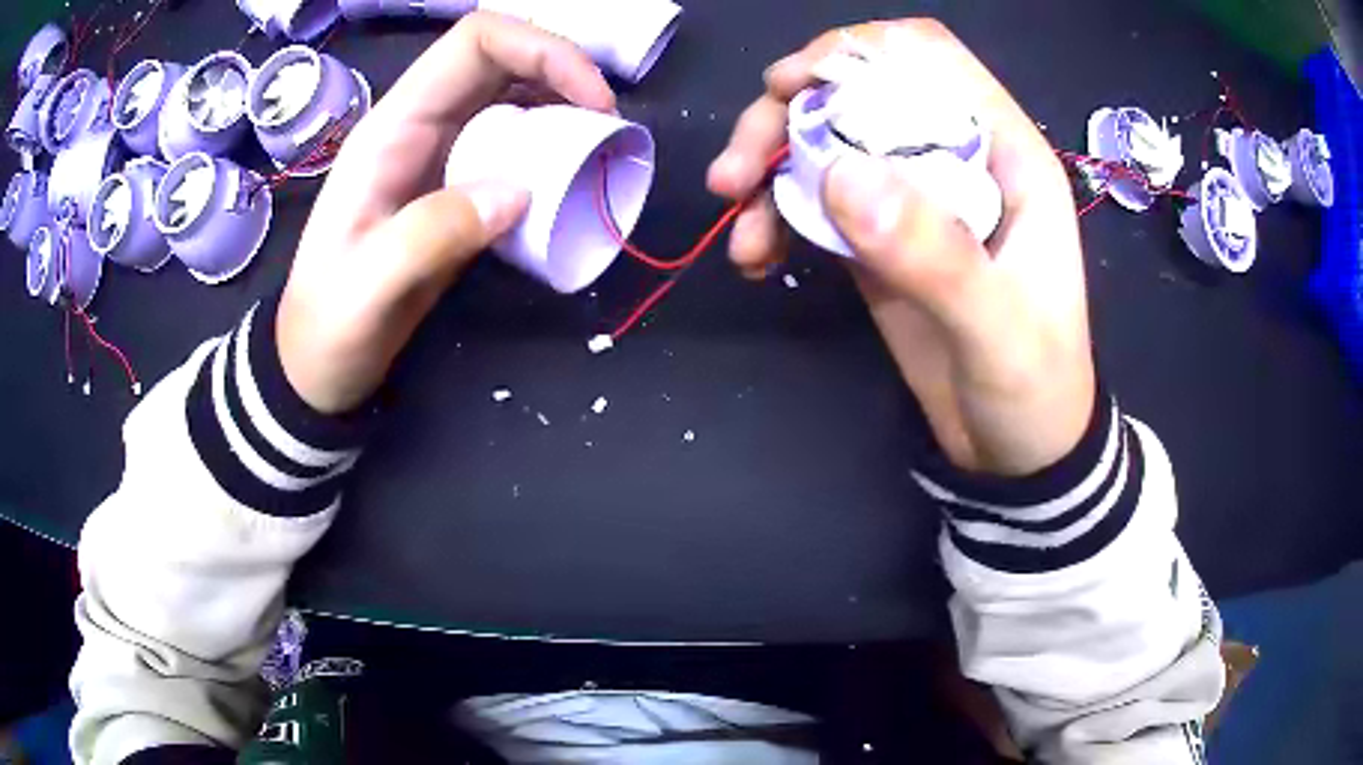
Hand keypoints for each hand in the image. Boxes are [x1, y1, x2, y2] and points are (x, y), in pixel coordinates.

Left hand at [278, 12, 615, 413]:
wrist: (318, 363)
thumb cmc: (329, 326)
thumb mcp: (368, 289)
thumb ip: (431, 234)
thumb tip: (518, 192)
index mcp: (394, 128)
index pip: (475, 44)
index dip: (543, 50)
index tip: (591, 102)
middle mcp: (420, 125)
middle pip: (502, 58)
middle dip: (565, 75)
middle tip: (607, 128)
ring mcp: (439, 154)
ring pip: (513, 95)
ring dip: (562, 109)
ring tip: (596, 151)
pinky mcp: (456, 187)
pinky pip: (513, 142)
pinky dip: (550, 147)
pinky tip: (567, 180)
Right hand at [708, 20, 1094, 475]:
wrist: (1018, 451)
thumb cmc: (1035, 390)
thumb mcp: (1000, 334)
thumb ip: (936, 256)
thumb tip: (839, 174)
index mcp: (1004, 152)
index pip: (927, 57)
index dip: (855, 52)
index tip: (787, 87)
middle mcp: (955, 156)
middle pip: (858, 90)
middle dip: (786, 114)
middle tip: (734, 174)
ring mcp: (912, 194)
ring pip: (826, 139)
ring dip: (767, 168)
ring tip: (739, 229)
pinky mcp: (879, 236)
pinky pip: (814, 199)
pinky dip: (774, 215)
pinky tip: (755, 258)